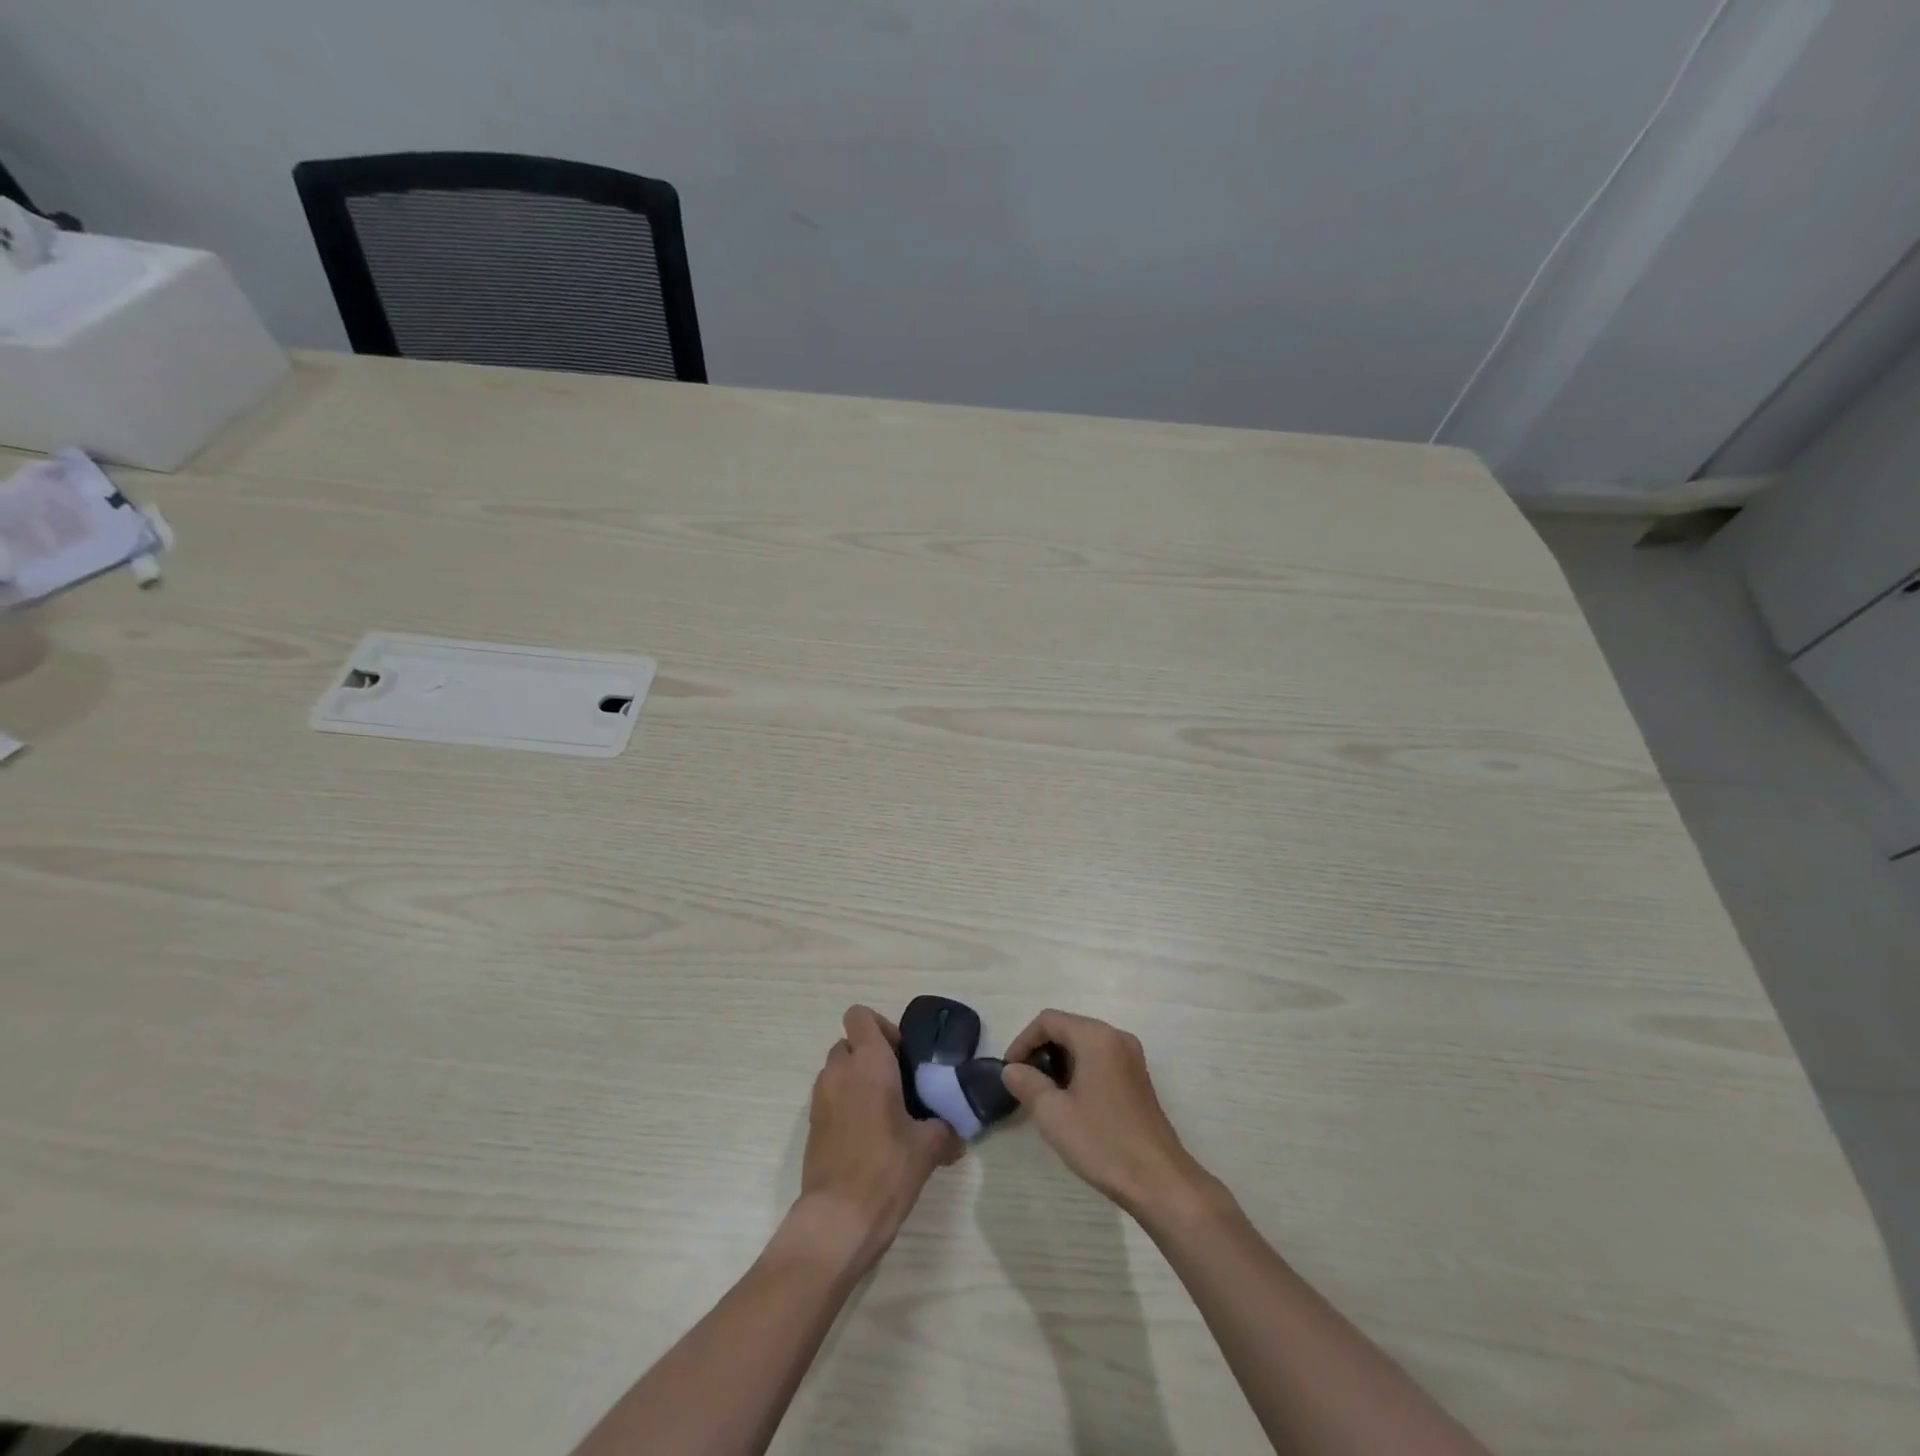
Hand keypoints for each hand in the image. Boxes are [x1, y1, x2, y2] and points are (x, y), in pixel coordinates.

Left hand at [791, 1005, 961, 1271]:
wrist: (838, 1219)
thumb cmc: (886, 1170)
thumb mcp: (927, 1148)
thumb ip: (944, 1130)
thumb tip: (956, 1135)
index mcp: (869, 1063)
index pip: (860, 1016)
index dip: (880, 1026)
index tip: (901, 1054)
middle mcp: (839, 1071)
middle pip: (848, 1043)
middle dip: (869, 1055)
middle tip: (896, 1083)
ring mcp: (820, 1098)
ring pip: (836, 1070)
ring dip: (855, 1079)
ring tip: (882, 1111)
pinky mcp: (811, 1125)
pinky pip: (829, 1097)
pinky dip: (844, 1104)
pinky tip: (866, 1135)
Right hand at [1002, 1010, 1219, 1220]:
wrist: (1159, 1181)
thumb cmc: (1103, 1142)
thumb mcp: (1054, 1114)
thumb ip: (1027, 1084)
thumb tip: (1012, 1070)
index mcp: (1096, 1037)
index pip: (1048, 1020)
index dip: (1023, 1041)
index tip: (1010, 1071)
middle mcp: (1116, 1037)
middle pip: (1067, 1028)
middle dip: (1040, 1050)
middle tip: (1023, 1082)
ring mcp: (1131, 1057)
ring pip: (1084, 1045)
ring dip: (1059, 1061)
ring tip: (1043, 1094)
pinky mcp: (1137, 1079)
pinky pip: (1100, 1059)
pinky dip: (1079, 1070)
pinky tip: (1071, 1102)